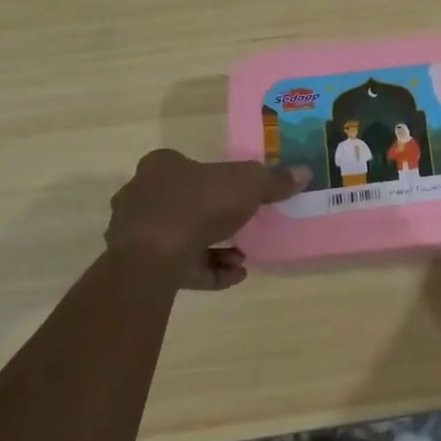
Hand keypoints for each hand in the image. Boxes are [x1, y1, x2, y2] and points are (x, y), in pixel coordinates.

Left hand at [104, 150, 307, 289]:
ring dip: (215, 248)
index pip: (186, 165)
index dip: (214, 178)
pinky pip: (179, 266)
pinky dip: (207, 271)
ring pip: (181, 237)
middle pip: (185, 202)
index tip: (239, 194)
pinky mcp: (138, 266)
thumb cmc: (198, 205)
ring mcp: (136, 233)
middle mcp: (141, 195)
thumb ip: (274, 180)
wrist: (152, 257)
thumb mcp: (248, 184)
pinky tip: (234, 275)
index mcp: (161, 167)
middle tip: (245, 227)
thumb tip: (304, 172)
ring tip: (242, 258)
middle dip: (217, 218)